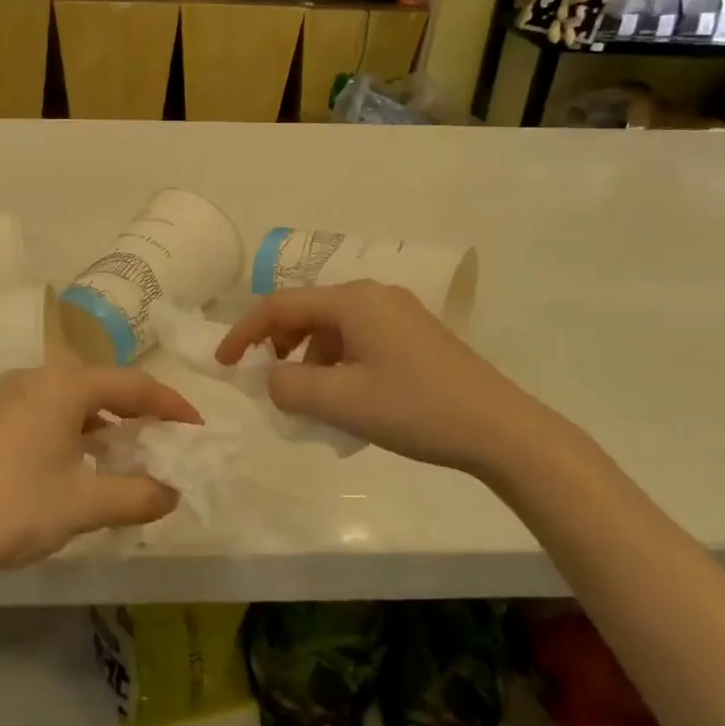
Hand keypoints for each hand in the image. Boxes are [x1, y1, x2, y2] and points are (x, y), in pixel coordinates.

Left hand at [0, 364, 199, 586]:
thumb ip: (137, 495)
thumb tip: (172, 493)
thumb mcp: (83, 505)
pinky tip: (82, 460)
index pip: (133, 383)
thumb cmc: (13, 508)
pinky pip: (50, 411)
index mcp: (64, 386)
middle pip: (103, 384)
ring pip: (74, 398)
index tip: (197, 427)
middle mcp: (37, 378)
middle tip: (165, 437)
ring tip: (128, 450)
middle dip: (139, 409)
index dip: (171, 403)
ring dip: (107, 420)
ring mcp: (9, 397)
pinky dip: (77, 428)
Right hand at [215, 282, 572, 480]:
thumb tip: (271, 380)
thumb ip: (290, 387)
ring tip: (309, 400)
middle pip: (307, 312)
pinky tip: (346, 399)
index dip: (244, 332)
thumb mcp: (341, 402)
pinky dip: (338, 364)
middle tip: (266, 381)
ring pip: (333, 328)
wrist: (501, 430)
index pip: (280, 305)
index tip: (223, 364)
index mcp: (353, 300)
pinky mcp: (415, 335)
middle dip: (277, 345)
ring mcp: (399, 314)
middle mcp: (374, 295)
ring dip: (309, 358)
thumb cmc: (415, 408)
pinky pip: (359, 340)